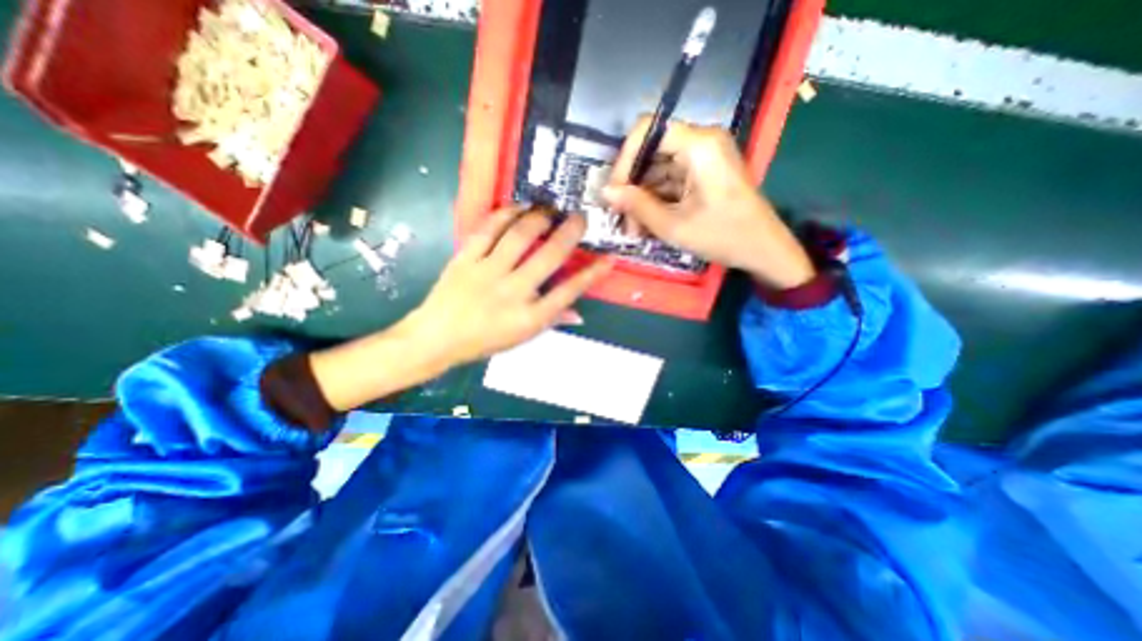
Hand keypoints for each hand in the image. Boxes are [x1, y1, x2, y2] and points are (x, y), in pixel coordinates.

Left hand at [309, 206, 611, 409]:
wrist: (437, 338)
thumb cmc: (483, 341)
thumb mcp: (522, 337)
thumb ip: (552, 320)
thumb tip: (578, 313)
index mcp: (530, 317)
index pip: (569, 292)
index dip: (591, 274)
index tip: (607, 258)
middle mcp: (513, 292)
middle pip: (549, 256)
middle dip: (570, 233)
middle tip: (579, 217)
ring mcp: (487, 273)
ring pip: (519, 236)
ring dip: (539, 218)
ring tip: (549, 210)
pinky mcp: (465, 259)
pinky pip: (487, 230)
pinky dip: (505, 215)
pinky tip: (518, 208)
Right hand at [601, 118, 815, 290]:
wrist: (764, 250)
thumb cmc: (723, 236)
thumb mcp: (674, 225)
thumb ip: (637, 206)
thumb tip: (605, 192)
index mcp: (699, 145)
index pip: (647, 131)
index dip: (625, 159)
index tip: (614, 192)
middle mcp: (702, 142)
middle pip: (651, 152)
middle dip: (633, 186)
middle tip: (622, 218)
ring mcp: (704, 158)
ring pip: (658, 169)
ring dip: (643, 198)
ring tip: (634, 229)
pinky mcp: (704, 173)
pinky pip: (671, 180)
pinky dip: (657, 200)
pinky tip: (648, 224)